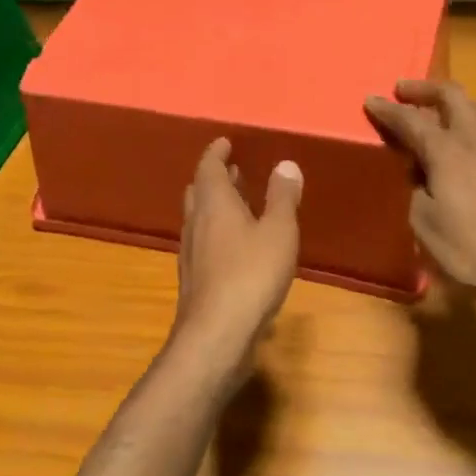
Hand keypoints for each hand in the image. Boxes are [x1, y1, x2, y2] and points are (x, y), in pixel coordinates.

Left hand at [169, 138, 302, 364]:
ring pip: (199, 218)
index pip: (209, 167)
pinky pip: (204, 243)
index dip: (217, 152)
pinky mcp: (195, 279)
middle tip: (234, 171)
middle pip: (199, 191)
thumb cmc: (251, 274)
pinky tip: (235, 247)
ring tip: (238, 204)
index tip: (226, 142)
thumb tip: (285, 164)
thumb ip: (282, 197)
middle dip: (215, 178)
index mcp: (214, 203)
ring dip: (216, 206)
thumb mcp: (278, 231)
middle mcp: (196, 222)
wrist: (217, 333)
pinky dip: (217, 232)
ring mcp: (191, 252)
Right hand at [366, 80, 475, 320]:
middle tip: (404, 92)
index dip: (388, 110)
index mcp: (448, 152)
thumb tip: (417, 176)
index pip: (411, 120)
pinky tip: (472, 146)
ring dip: (455, 102)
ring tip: (441, 112)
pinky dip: (475, 124)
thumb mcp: (426, 228)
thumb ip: (415, 193)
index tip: (371, 100)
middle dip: (425, 89)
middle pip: (453, 96)